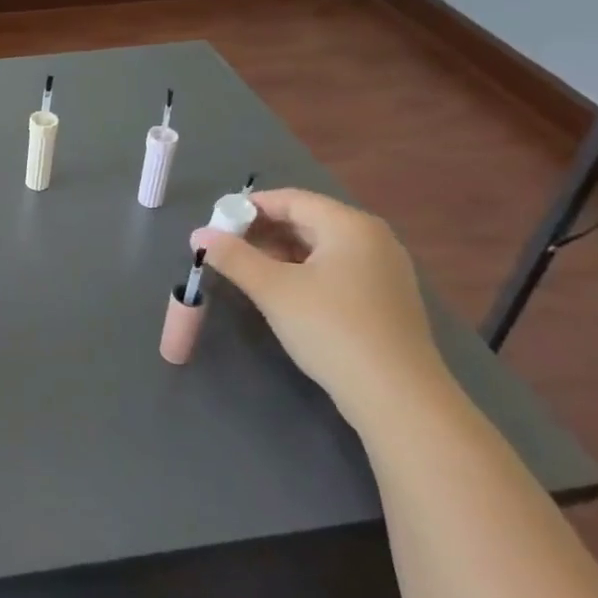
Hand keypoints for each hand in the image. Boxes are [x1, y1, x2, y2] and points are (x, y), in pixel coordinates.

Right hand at [191, 188, 451, 430]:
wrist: (398, 398)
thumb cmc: (332, 329)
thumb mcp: (273, 290)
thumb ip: (233, 257)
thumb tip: (199, 235)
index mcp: (349, 225)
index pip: (290, 199)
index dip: (248, 207)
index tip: (214, 224)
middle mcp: (372, 238)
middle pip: (306, 220)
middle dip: (262, 231)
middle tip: (225, 249)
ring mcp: (384, 269)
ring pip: (320, 246)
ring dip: (280, 252)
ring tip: (246, 271)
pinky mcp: (385, 298)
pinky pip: (336, 269)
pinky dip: (304, 271)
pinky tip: (282, 292)